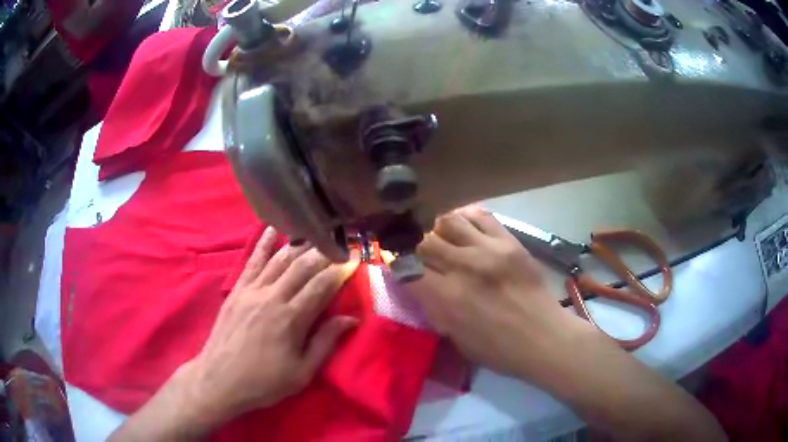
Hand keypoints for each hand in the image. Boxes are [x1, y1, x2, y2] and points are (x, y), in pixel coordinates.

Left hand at [181, 226, 359, 429]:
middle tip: (340, 243)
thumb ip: (326, 342)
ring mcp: (251, 290)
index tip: (355, 258)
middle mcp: (272, 297)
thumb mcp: (302, 372)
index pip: (322, 285)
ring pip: (279, 259)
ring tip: (316, 233)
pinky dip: (262, 243)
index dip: (340, 270)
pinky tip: (271, 228)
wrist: (220, 380)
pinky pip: (252, 261)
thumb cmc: (264, 381)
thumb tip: (351, 319)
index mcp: (291, 318)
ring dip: (299, 245)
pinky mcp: (237, 290)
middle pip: (302, 266)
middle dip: (324, 252)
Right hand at [407, 206, 583, 378]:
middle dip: (414, 246)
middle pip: (423, 240)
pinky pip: (480, 216)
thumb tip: (418, 285)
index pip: (406, 267)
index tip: (396, 264)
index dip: (396, 263)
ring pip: (449, 221)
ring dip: (438, 229)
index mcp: (447, 298)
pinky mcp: (510, 241)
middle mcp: (464, 267)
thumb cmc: (498, 350)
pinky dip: (465, 218)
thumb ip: (434, 308)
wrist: (544, 338)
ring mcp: (489, 250)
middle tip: (418, 253)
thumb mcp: (455, 338)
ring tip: (442, 238)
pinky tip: (464, 228)